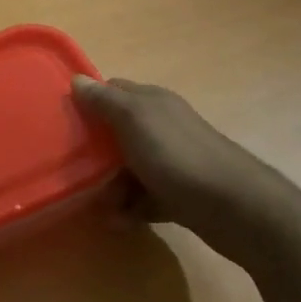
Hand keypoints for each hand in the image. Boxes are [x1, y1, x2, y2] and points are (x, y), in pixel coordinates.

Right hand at [72, 76, 300, 258]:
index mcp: (152, 102)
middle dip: (95, 150)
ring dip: (110, 185)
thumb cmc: (178, 156)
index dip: (88, 103)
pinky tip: (118, 222)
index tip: (63, 121)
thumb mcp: (135, 120)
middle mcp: (163, 127)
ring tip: (96, 204)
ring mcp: (173, 161)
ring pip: (130, 168)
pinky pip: (146, 197)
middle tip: (72, 167)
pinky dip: (130, 209)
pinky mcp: (180, 194)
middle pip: (118, 132)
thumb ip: (105, 101)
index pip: (112, 92)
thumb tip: (77, 79)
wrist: (237, 208)